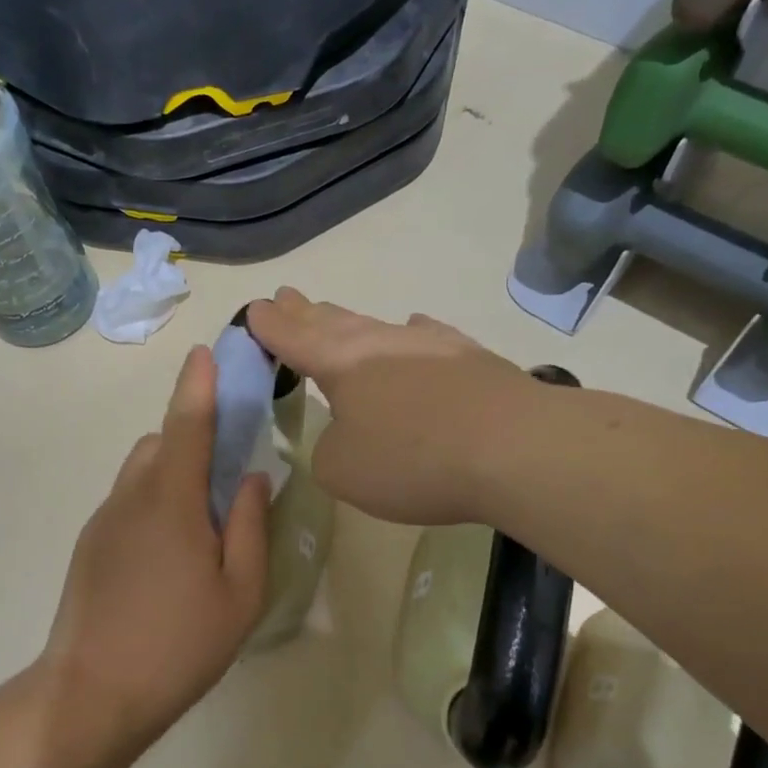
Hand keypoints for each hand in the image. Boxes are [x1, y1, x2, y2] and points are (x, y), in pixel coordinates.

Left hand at [44, 345, 270, 736]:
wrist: (92, 692)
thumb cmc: (179, 644)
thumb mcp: (240, 593)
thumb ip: (250, 526)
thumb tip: (251, 477)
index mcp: (172, 501)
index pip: (187, 423)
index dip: (199, 384)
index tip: (207, 353)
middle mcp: (132, 496)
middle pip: (162, 443)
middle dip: (193, 441)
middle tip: (226, 481)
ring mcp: (104, 519)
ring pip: (142, 472)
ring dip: (172, 474)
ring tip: (198, 528)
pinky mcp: (89, 543)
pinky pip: (128, 501)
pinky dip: (152, 502)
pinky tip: (166, 558)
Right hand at [247, 288, 535, 525]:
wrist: (515, 449)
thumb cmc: (411, 459)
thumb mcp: (342, 470)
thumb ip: (328, 448)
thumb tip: (349, 432)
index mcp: (340, 363)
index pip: (293, 338)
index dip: (269, 326)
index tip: (253, 309)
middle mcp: (379, 343)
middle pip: (331, 321)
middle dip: (303, 312)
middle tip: (285, 296)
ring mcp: (428, 345)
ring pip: (375, 326)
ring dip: (349, 321)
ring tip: (332, 313)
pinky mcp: (469, 358)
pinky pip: (427, 337)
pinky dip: (411, 334)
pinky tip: (414, 327)